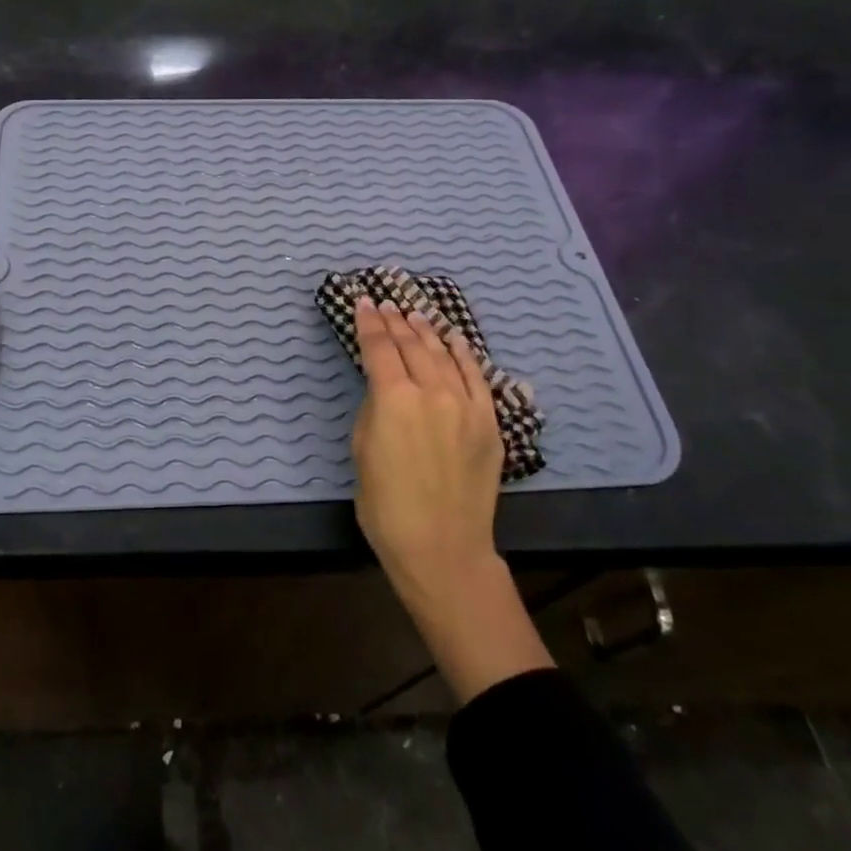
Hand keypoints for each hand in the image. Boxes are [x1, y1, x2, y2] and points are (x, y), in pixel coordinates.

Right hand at [352, 296, 552, 701]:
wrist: (442, 547)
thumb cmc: (386, 506)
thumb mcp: (361, 452)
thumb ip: (373, 410)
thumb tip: (384, 390)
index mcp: (393, 399)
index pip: (379, 348)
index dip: (369, 323)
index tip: (363, 303)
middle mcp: (432, 392)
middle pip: (412, 345)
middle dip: (396, 321)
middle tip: (385, 304)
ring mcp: (466, 405)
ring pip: (444, 354)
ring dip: (427, 331)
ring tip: (415, 313)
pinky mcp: (489, 421)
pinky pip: (476, 376)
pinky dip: (463, 353)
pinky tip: (454, 338)